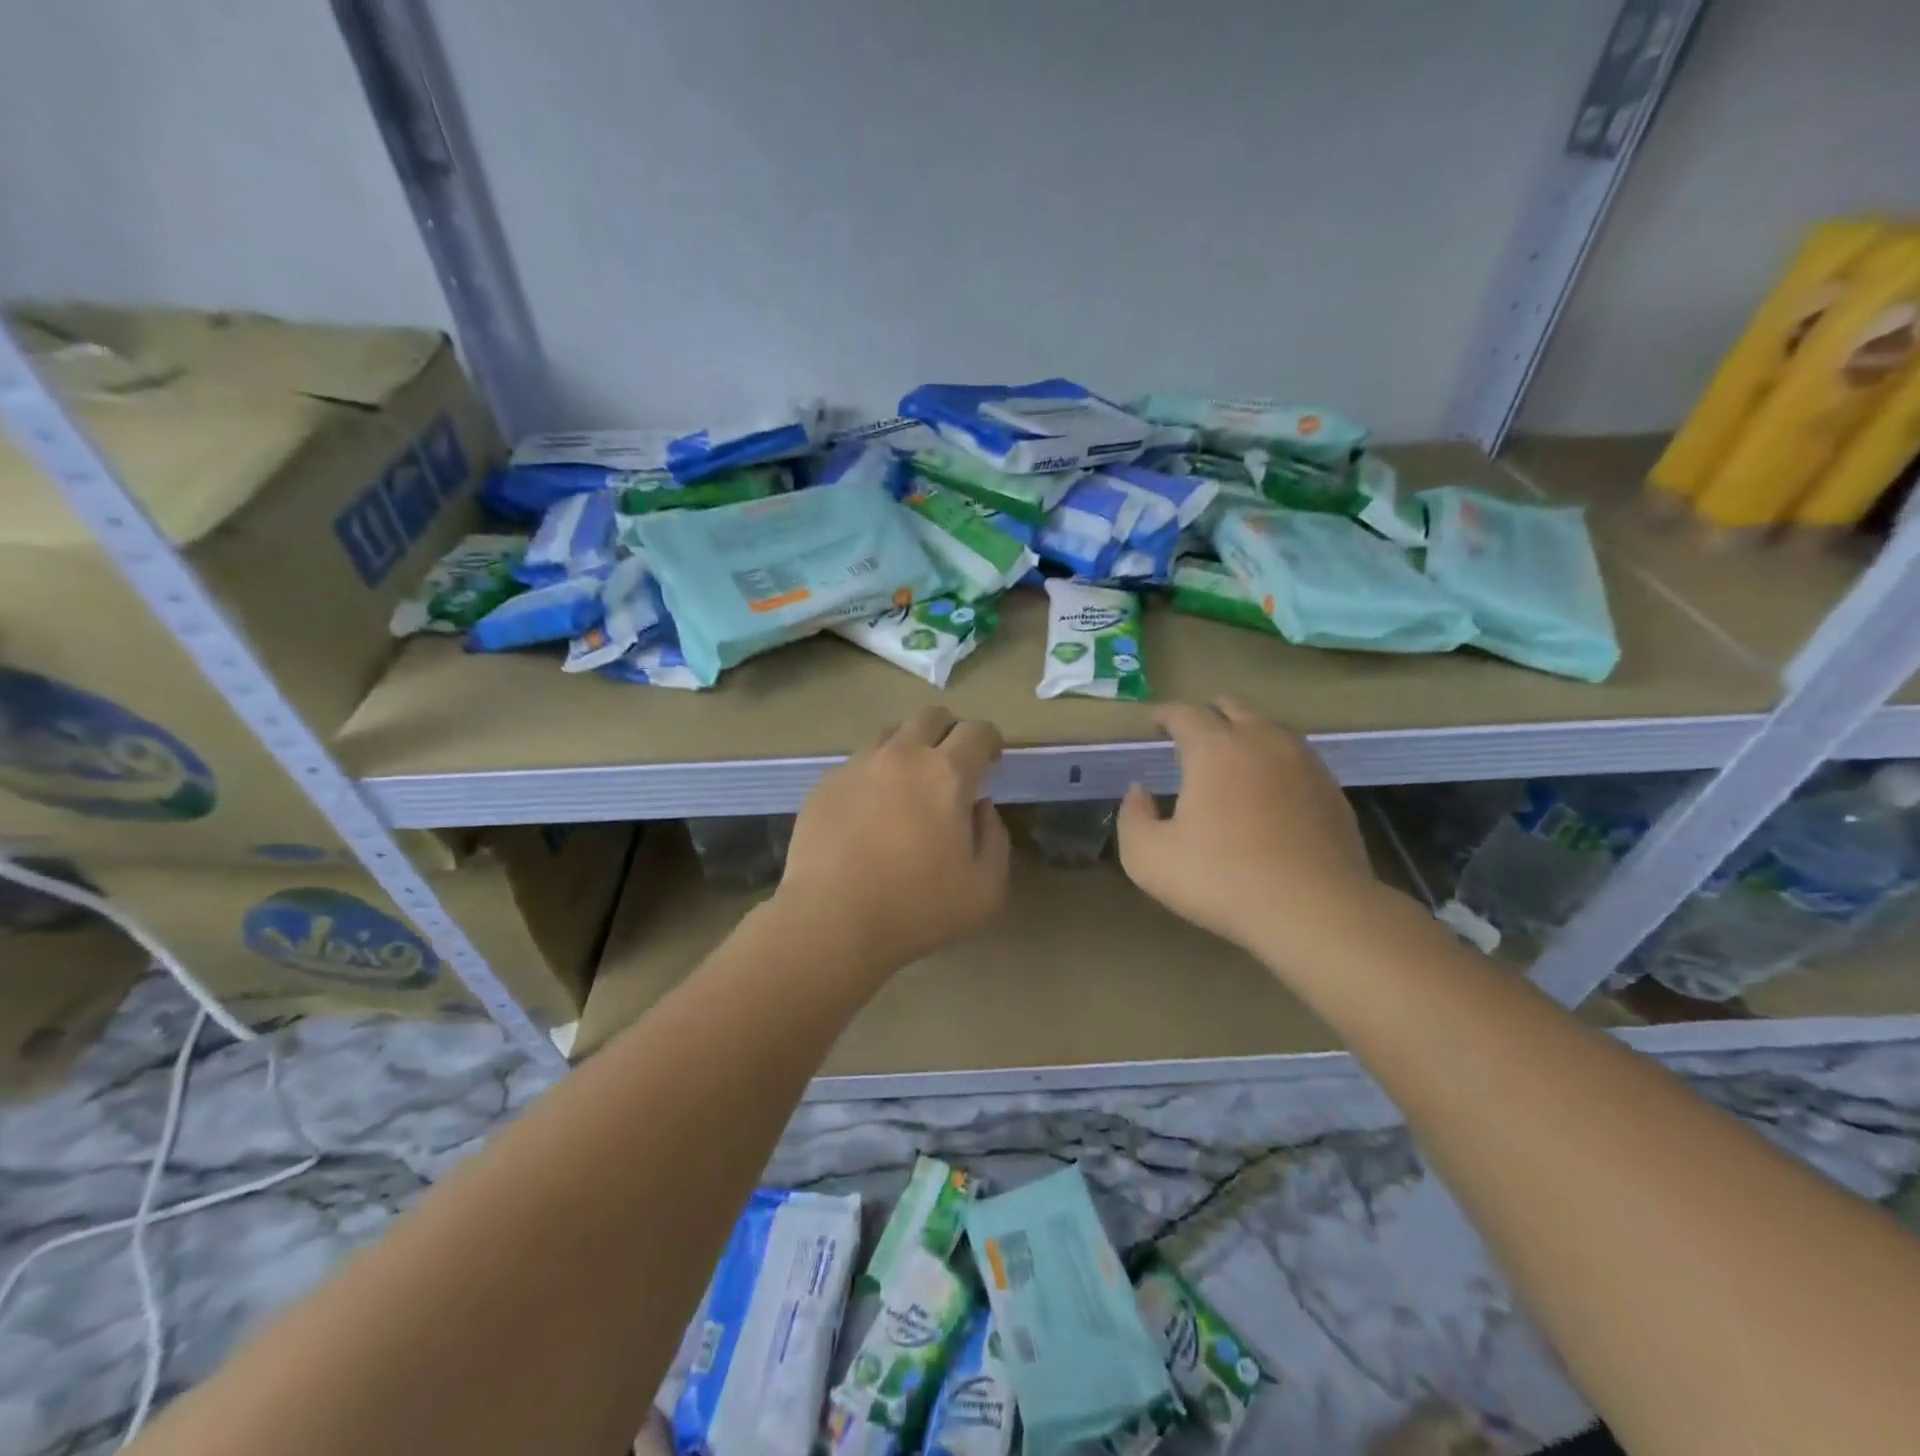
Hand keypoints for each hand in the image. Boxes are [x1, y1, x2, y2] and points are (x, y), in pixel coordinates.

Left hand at [775, 706, 1010, 972]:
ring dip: (908, 751)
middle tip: (952, 766)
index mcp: (946, 773)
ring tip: (907, 788)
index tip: (991, 761)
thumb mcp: (986, 889)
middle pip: (931, 716)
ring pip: (890, 736)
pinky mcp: (824, 785)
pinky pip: (857, 765)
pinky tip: (868, 815)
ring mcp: (857, 766)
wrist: (830, 921)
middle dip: (949, 732)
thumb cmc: (917, 908)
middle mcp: (901, 756)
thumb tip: (979, 807)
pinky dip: (873, 778)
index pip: (977, 731)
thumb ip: (995, 838)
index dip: (990, 741)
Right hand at [1117, 698, 1385, 963]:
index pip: (1184, 713)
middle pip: (1231, 706)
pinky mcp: (1330, 787)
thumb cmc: (1223, 879)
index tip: (1152, 724)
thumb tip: (1139, 792)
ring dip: (1243, 732)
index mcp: (1214, 748)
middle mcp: (1260, 740)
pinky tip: (1267, 788)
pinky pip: (1295, 756)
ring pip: (1268, 727)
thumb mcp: (1148, 858)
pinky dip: (1273, 759)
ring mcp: (1302, 761)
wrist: (1316, 910)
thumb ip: (1132, 817)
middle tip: (1189, 735)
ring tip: (1229, 757)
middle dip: (1206, 714)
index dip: (1164, 714)